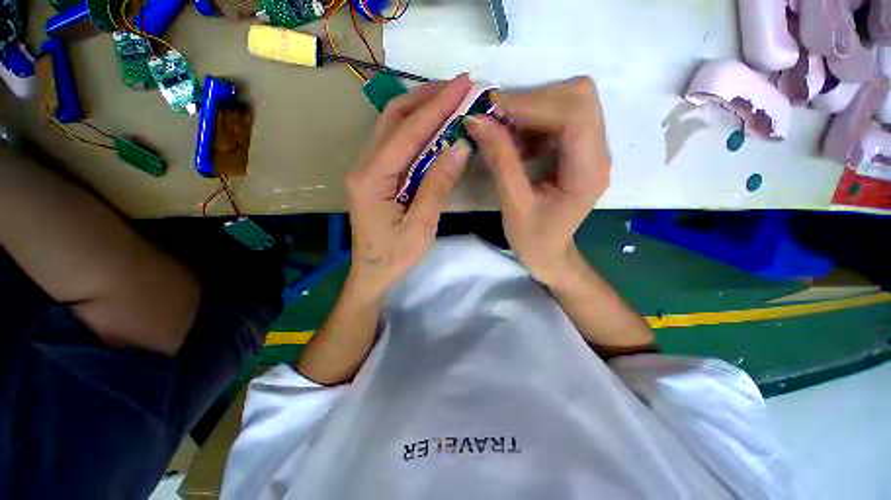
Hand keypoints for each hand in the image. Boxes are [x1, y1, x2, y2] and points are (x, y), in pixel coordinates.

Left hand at [345, 74, 472, 301]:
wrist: (372, 274)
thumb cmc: (396, 256)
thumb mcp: (421, 225)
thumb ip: (437, 184)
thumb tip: (459, 146)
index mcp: (372, 178)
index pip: (408, 132)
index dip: (437, 106)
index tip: (464, 84)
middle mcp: (363, 165)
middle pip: (394, 117)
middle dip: (427, 97)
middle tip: (459, 86)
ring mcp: (365, 168)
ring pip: (391, 125)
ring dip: (420, 108)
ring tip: (449, 98)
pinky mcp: (373, 175)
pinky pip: (393, 142)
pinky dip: (414, 128)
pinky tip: (432, 125)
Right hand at [465, 77, 610, 285]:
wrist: (550, 253)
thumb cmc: (534, 239)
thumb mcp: (514, 205)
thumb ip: (500, 161)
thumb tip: (478, 120)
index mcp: (588, 172)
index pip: (574, 115)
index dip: (532, 103)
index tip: (492, 107)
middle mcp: (598, 153)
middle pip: (578, 97)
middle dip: (533, 99)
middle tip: (496, 116)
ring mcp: (590, 148)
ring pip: (569, 101)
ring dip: (531, 107)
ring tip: (502, 128)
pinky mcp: (578, 149)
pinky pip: (559, 116)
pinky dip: (532, 119)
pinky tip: (514, 139)